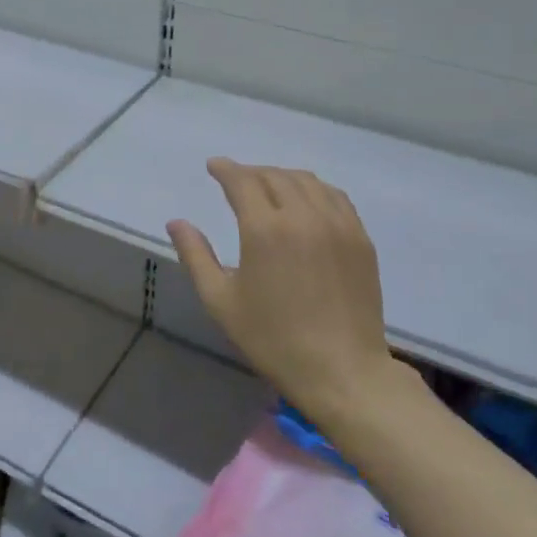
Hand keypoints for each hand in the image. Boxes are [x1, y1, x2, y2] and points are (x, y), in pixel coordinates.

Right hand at [167, 159, 400, 417]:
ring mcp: (337, 225)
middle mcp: (303, 216)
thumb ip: (196, 256)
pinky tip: (306, 201)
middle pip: (274, 176)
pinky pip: (335, 197)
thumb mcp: (221, 301)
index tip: (214, 166)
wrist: (342, 370)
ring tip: (268, 186)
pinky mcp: (360, 238)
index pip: (242, 181)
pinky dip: (314, 189)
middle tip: (236, 179)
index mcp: (265, 230)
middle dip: (251, 172)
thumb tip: (176, 222)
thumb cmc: (273, 339)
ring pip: (307, 181)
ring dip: (282, 176)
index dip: (225, 169)